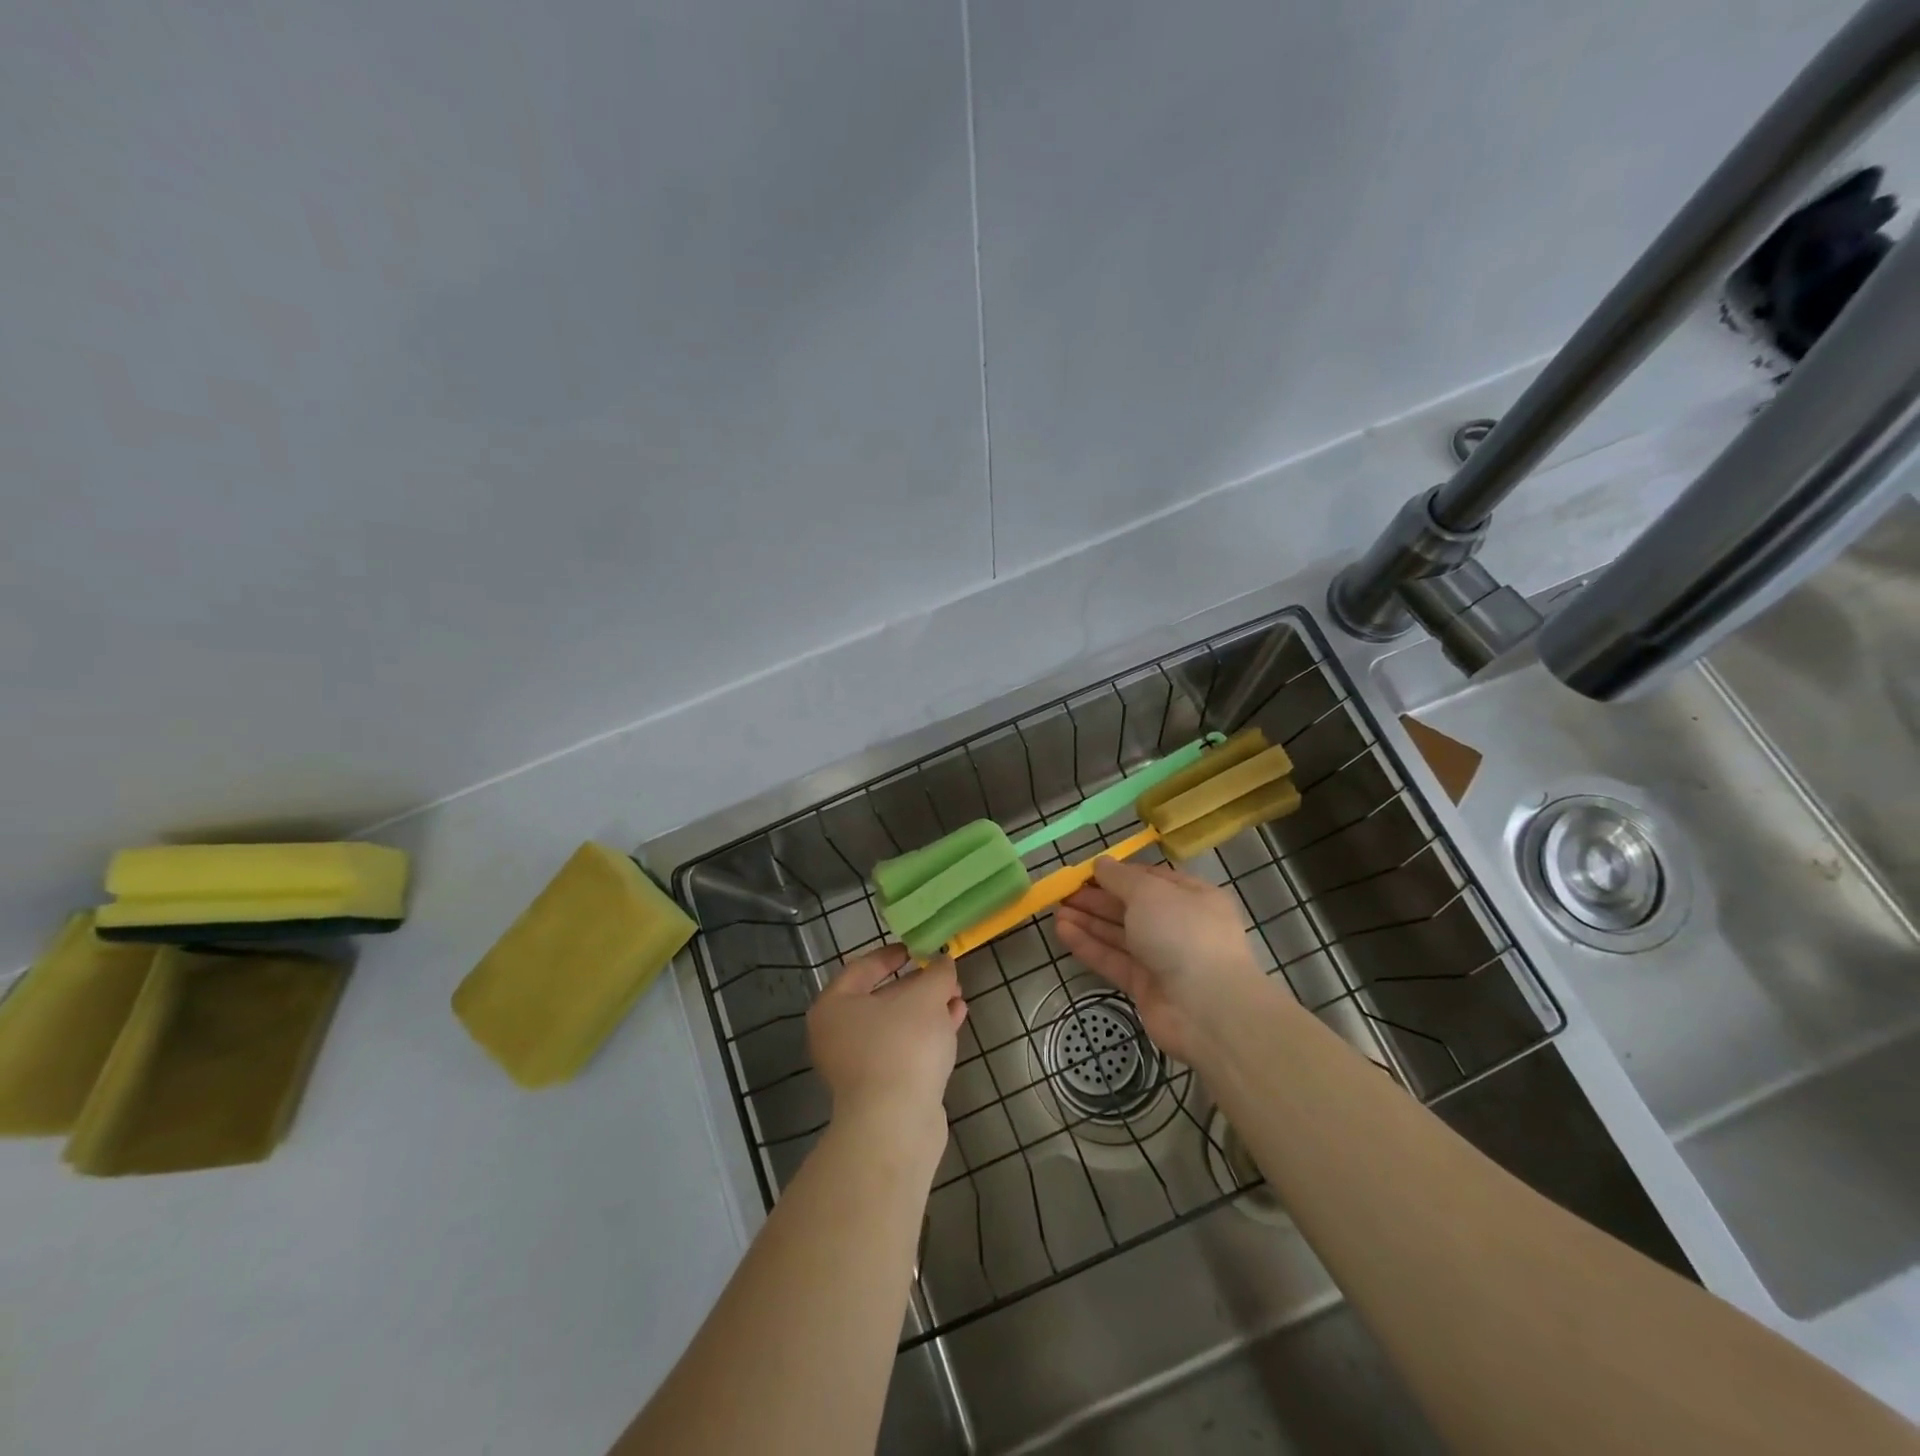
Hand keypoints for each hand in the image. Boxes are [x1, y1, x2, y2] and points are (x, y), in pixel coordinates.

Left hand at [807, 945, 966, 1153]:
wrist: (895, 1125)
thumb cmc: (901, 1046)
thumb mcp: (925, 998)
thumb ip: (936, 974)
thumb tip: (943, 962)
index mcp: (834, 1007)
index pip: (861, 968)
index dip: (889, 955)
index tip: (915, 949)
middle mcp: (838, 1035)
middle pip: (880, 999)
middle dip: (916, 986)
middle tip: (944, 974)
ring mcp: (857, 1066)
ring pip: (895, 1027)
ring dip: (927, 1010)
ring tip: (957, 996)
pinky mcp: (879, 1090)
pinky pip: (904, 1050)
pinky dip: (927, 1034)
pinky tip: (955, 1021)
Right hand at [1055, 857, 1269, 1063]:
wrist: (1208, 1008)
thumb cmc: (1183, 933)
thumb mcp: (1149, 892)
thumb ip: (1120, 878)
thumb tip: (1100, 863)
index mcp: (1192, 897)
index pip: (1150, 879)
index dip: (1118, 874)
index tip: (1086, 873)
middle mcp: (1179, 925)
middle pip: (1131, 908)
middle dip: (1097, 900)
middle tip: (1063, 894)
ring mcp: (1163, 958)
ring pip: (1120, 935)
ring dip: (1089, 922)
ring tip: (1056, 912)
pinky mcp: (1146, 987)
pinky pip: (1114, 961)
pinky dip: (1090, 946)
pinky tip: (1063, 932)